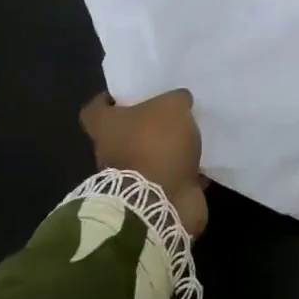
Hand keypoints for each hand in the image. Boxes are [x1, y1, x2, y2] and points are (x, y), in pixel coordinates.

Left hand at [80, 90, 208, 237]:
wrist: (160, 203)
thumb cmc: (156, 145)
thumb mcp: (171, 107)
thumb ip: (176, 99)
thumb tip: (180, 101)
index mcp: (107, 128)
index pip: (94, 109)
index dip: (107, 100)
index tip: (127, 95)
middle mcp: (112, 153)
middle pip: (124, 134)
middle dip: (146, 125)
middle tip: (172, 112)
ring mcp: (131, 178)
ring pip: (149, 156)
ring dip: (167, 149)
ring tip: (193, 135)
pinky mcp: (154, 197)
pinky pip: (170, 178)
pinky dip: (184, 172)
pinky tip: (204, 161)